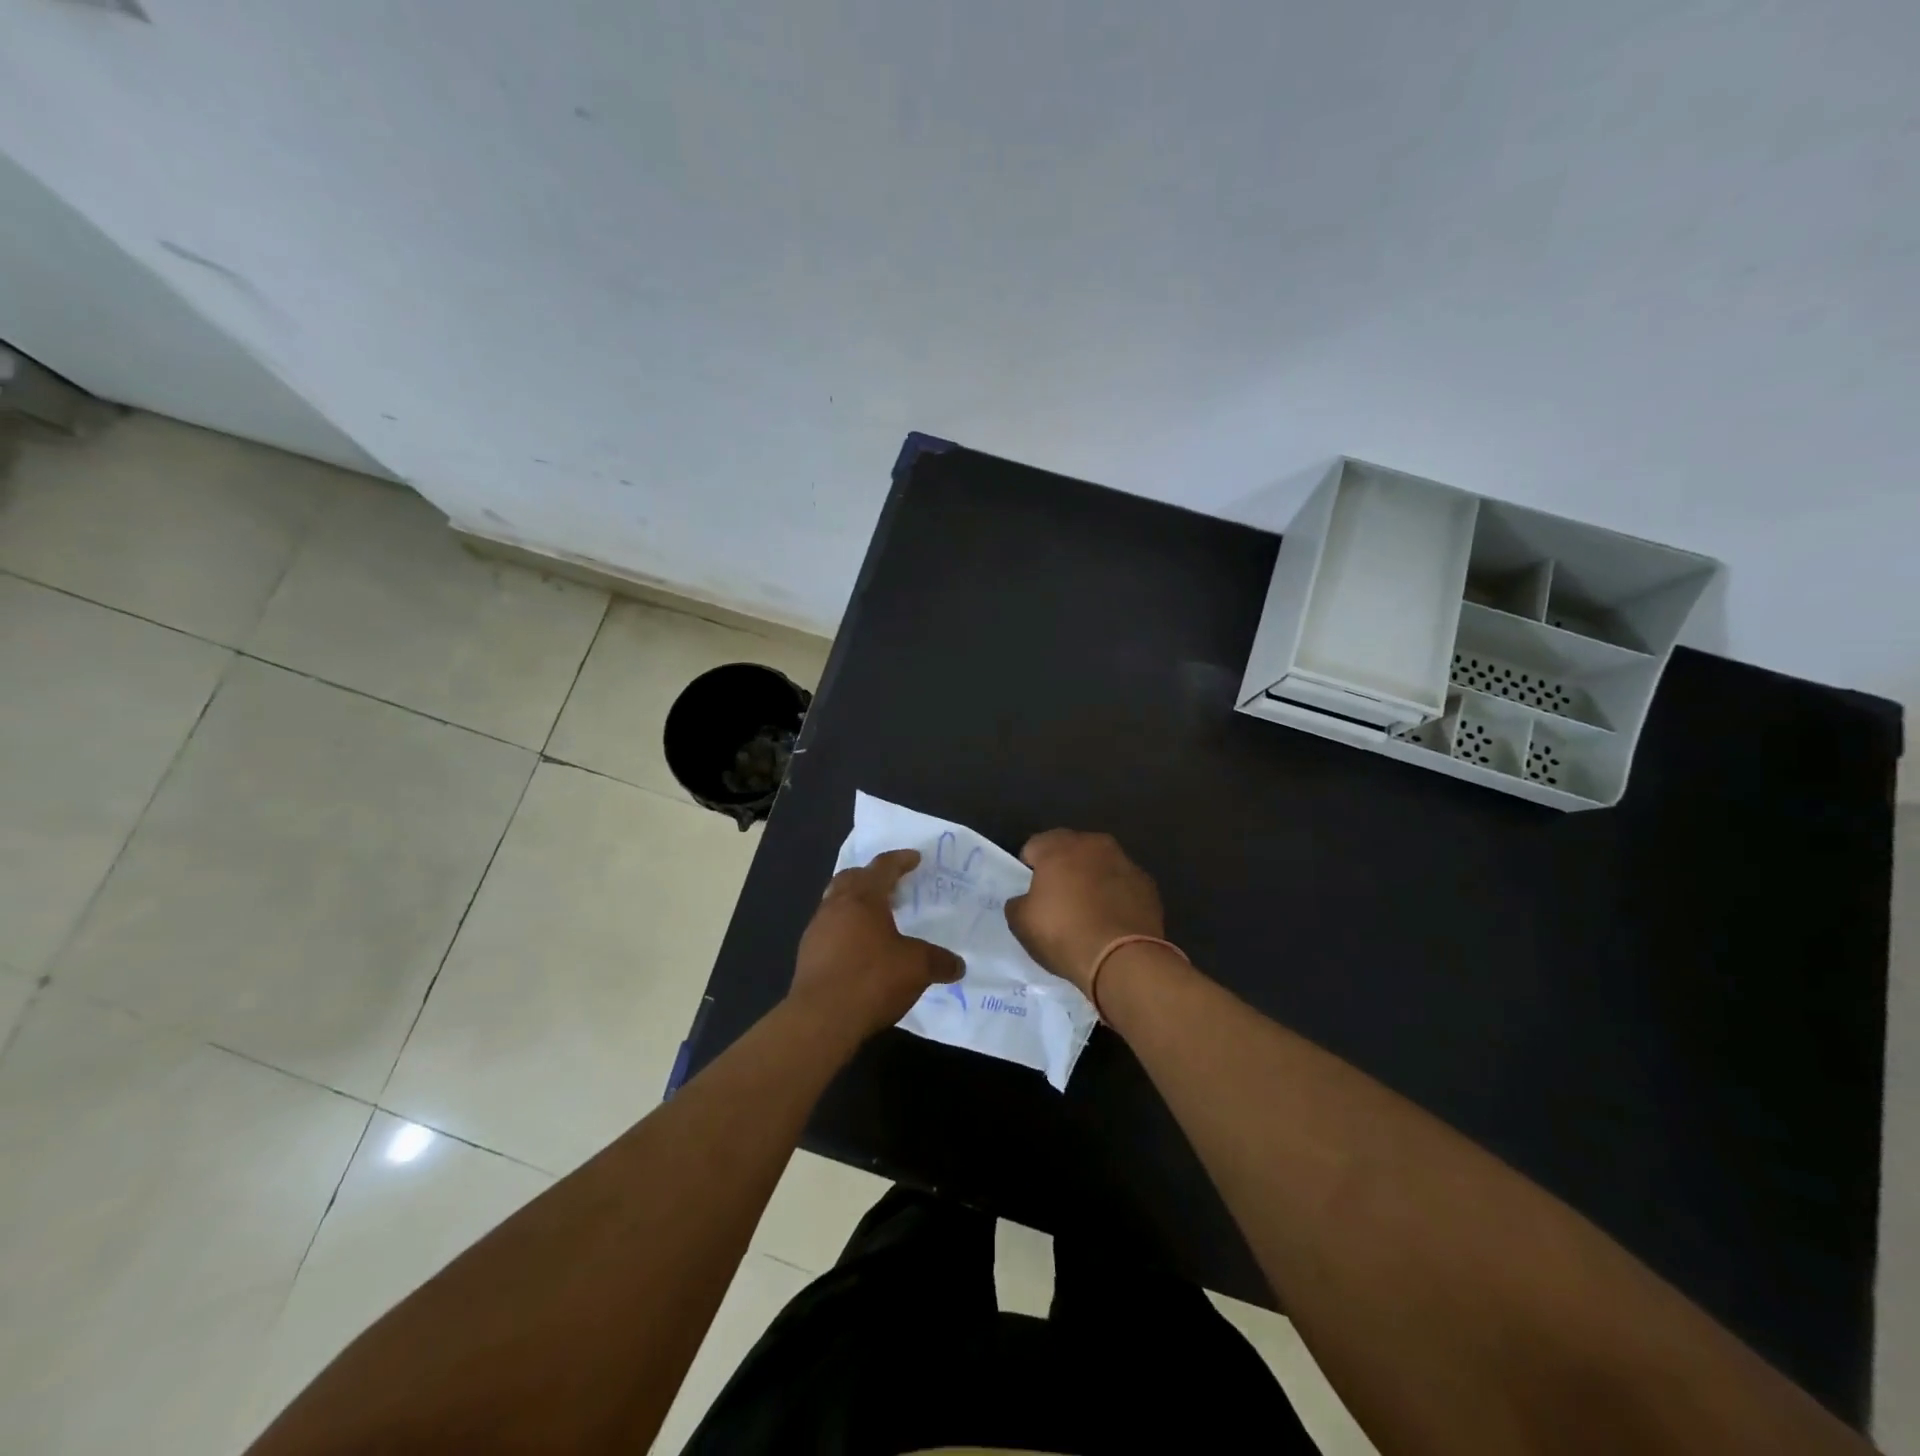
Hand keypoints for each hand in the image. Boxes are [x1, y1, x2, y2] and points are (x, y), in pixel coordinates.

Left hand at [789, 850, 962, 1038]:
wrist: (820, 1019)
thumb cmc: (871, 979)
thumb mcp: (916, 968)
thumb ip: (939, 961)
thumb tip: (958, 965)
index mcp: (863, 898)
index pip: (883, 867)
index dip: (900, 860)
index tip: (914, 858)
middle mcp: (836, 905)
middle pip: (851, 877)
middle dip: (871, 876)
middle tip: (890, 884)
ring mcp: (816, 929)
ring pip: (836, 902)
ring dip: (855, 903)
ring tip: (876, 918)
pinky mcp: (807, 954)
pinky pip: (829, 928)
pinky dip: (845, 928)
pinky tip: (858, 949)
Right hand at [1006, 829, 1164, 995]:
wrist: (1122, 959)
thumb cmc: (1064, 934)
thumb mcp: (1021, 923)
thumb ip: (1017, 903)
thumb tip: (1025, 900)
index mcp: (1059, 847)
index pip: (1034, 847)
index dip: (1028, 870)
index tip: (1030, 894)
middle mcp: (1094, 844)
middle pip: (1070, 851)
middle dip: (1063, 870)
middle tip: (1058, 902)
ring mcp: (1125, 862)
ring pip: (1100, 865)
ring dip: (1092, 880)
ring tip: (1088, 914)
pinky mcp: (1148, 885)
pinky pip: (1123, 885)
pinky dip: (1116, 896)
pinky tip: (1112, 922)